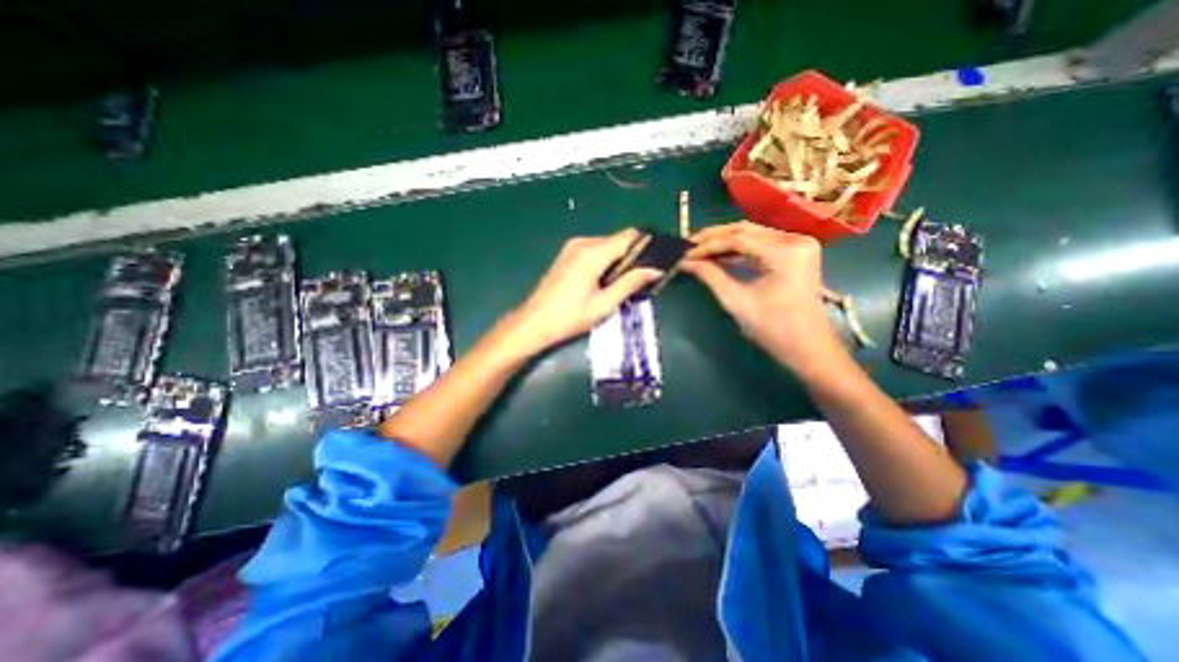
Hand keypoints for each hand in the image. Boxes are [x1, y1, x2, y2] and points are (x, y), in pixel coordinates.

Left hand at [504, 227, 662, 353]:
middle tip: (641, 279)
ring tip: (623, 284)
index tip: (658, 260)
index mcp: (593, 253)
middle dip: (633, 256)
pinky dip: (605, 261)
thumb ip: (630, 283)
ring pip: (607, 245)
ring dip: (618, 260)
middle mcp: (583, 243)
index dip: (646, 245)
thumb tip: (655, 270)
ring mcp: (572, 247)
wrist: (533, 322)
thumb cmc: (569, 317)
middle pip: (618, 240)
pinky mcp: (567, 254)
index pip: (629, 236)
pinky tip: (605, 281)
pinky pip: (595, 250)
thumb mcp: (603, 305)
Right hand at [684, 223, 847, 376]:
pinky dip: (739, 250)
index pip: (738, 238)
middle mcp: (796, 240)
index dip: (707, 245)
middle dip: (714, 237)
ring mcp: (798, 245)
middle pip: (746, 230)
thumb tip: (685, 262)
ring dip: (724, 241)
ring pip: (752, 234)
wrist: (808, 348)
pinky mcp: (795, 253)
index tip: (684, 254)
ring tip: (699, 249)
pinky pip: (761, 244)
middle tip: (688, 246)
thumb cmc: (774, 329)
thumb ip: (710, 276)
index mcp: (786, 252)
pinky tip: (719, 255)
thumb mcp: (737, 301)